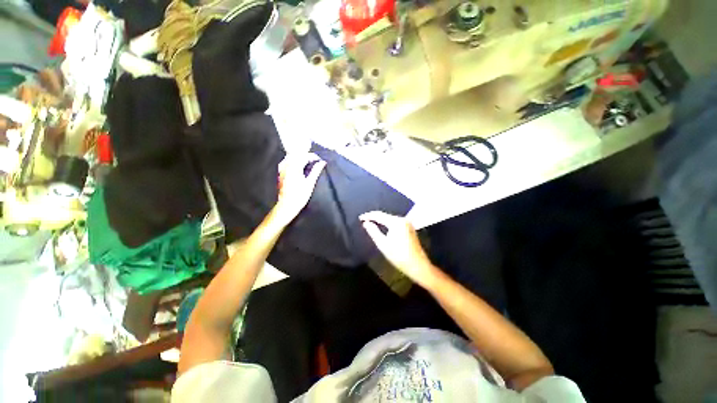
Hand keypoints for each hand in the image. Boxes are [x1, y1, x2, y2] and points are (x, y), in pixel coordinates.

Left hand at [273, 153, 325, 225]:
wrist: (287, 205)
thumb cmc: (299, 196)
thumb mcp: (310, 183)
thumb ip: (316, 171)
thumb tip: (322, 162)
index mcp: (294, 167)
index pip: (305, 156)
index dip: (314, 157)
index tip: (320, 160)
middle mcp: (286, 165)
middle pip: (297, 154)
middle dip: (307, 156)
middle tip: (316, 161)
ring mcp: (281, 168)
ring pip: (291, 156)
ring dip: (300, 157)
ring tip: (309, 163)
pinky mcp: (280, 172)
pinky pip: (287, 161)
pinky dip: (294, 160)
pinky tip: (299, 166)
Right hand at [360, 211, 438, 287]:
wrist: (418, 265)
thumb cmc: (398, 256)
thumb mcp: (382, 244)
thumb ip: (373, 231)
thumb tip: (366, 223)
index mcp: (396, 222)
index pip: (379, 215)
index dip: (368, 216)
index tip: (360, 218)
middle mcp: (402, 219)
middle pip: (385, 215)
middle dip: (374, 217)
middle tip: (364, 220)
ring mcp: (407, 223)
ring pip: (390, 219)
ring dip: (381, 220)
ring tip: (371, 223)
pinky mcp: (409, 228)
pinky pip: (395, 222)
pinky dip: (388, 223)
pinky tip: (382, 227)